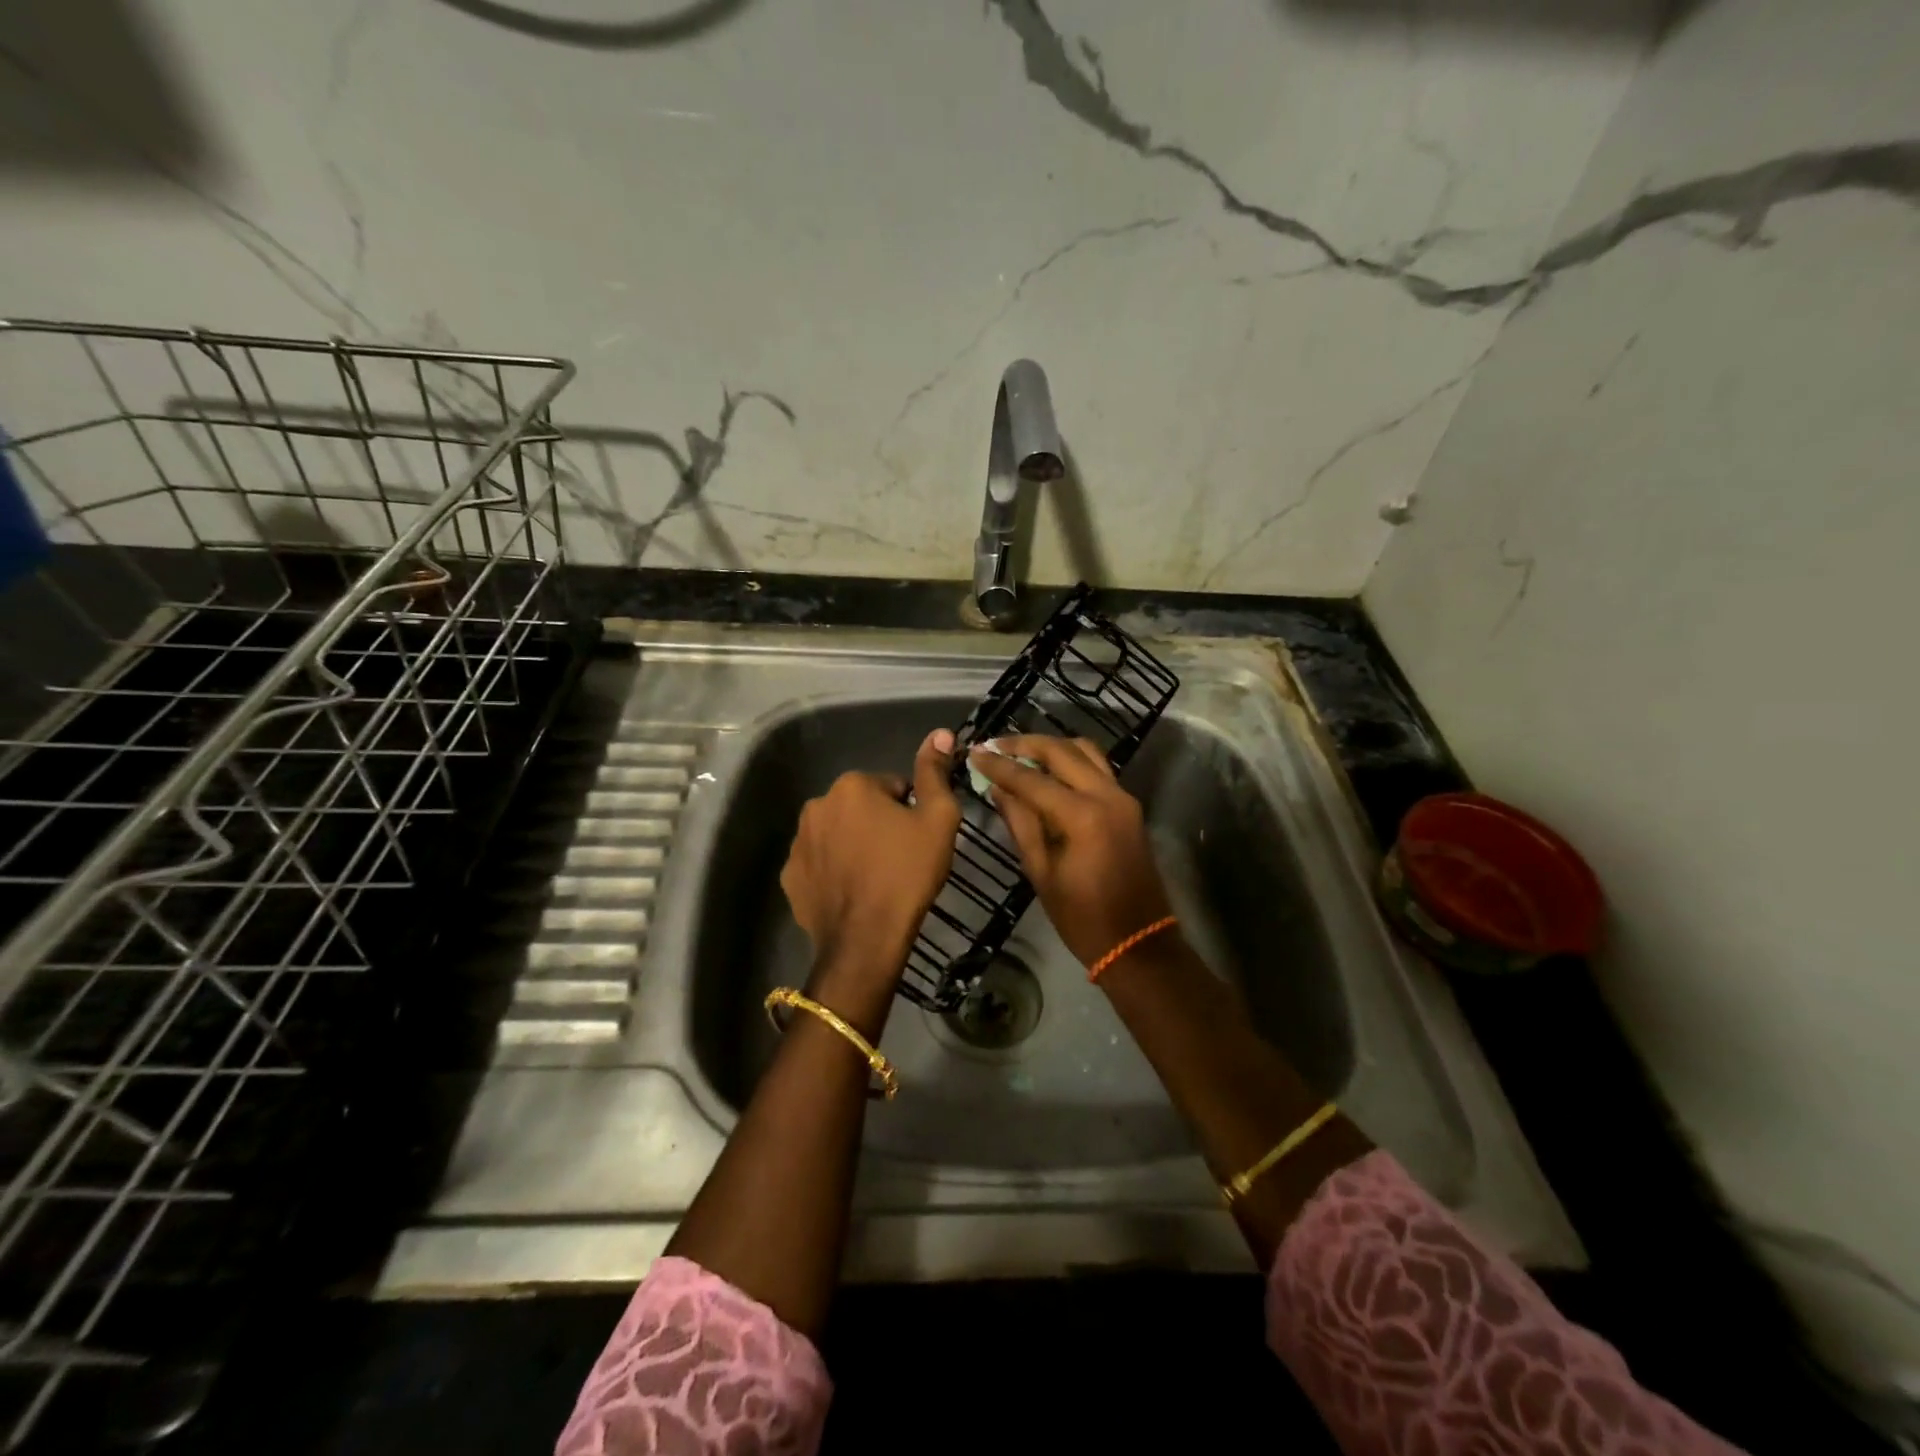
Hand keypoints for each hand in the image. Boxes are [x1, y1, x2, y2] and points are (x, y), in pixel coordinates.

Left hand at [780, 729, 961, 1018]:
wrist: (866, 939)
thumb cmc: (907, 873)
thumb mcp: (937, 820)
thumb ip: (935, 773)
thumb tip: (939, 733)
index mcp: (852, 786)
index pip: (892, 787)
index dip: (910, 812)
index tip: (917, 839)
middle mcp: (817, 805)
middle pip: (861, 807)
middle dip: (878, 825)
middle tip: (899, 859)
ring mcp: (797, 842)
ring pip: (838, 834)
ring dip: (854, 846)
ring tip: (875, 878)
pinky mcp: (790, 876)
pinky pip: (819, 863)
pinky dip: (834, 871)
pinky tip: (852, 893)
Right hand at [966, 735, 1173, 967]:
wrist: (1138, 942)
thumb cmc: (1082, 918)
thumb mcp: (1041, 872)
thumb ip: (1020, 823)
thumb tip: (998, 789)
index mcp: (1082, 816)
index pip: (1032, 779)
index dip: (1000, 765)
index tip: (974, 752)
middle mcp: (1107, 796)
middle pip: (1062, 751)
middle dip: (1025, 744)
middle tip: (994, 745)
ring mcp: (1123, 798)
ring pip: (1085, 752)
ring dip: (1051, 747)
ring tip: (1020, 753)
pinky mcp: (1129, 806)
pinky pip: (1097, 768)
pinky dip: (1071, 761)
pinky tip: (1048, 770)